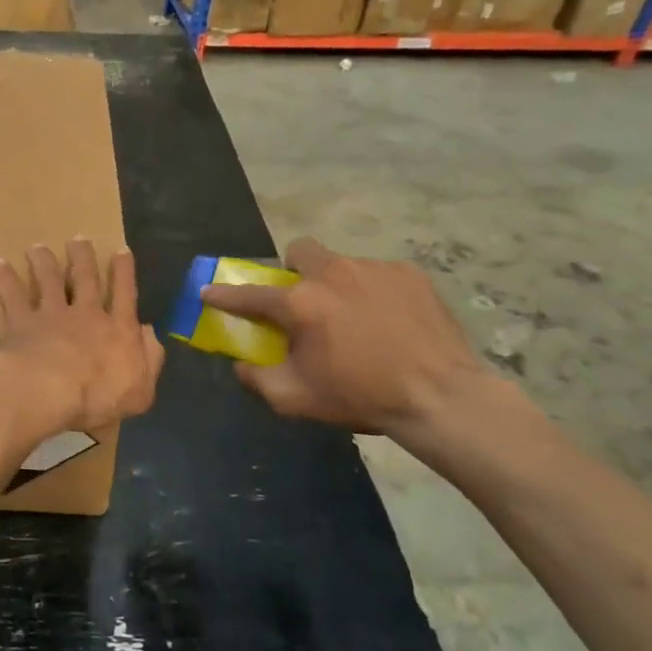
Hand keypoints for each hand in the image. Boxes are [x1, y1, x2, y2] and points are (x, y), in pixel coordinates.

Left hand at [0, 241, 164, 444]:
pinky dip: (5, 279)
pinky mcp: (21, 322)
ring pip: (49, 281)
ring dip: (44, 262)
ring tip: (38, 248)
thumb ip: (149, 359)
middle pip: (85, 279)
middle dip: (83, 258)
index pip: (125, 295)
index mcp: (118, 330)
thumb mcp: (140, 390)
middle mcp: (86, 315)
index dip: (124, 273)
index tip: (121, 250)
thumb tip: (150, 333)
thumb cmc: (98, 397)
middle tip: (79, 239)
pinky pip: (12, 296)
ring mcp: (51, 315)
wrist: (48, 390)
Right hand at [200, 237, 493, 445]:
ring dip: (338, 285)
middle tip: (306, 300)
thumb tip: (241, 365)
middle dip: (295, 269)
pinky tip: (391, 321)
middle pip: (300, 251)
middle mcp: (332, 274)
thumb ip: (257, 380)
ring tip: (358, 320)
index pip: (250, 294)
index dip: (224, 295)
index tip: (209, 291)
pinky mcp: (409, 274)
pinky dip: (375, 292)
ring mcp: (374, 269)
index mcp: (300, 303)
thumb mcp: (297, 399)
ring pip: (342, 265)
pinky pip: (379, 275)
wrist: (442, 398)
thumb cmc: (362, 396)